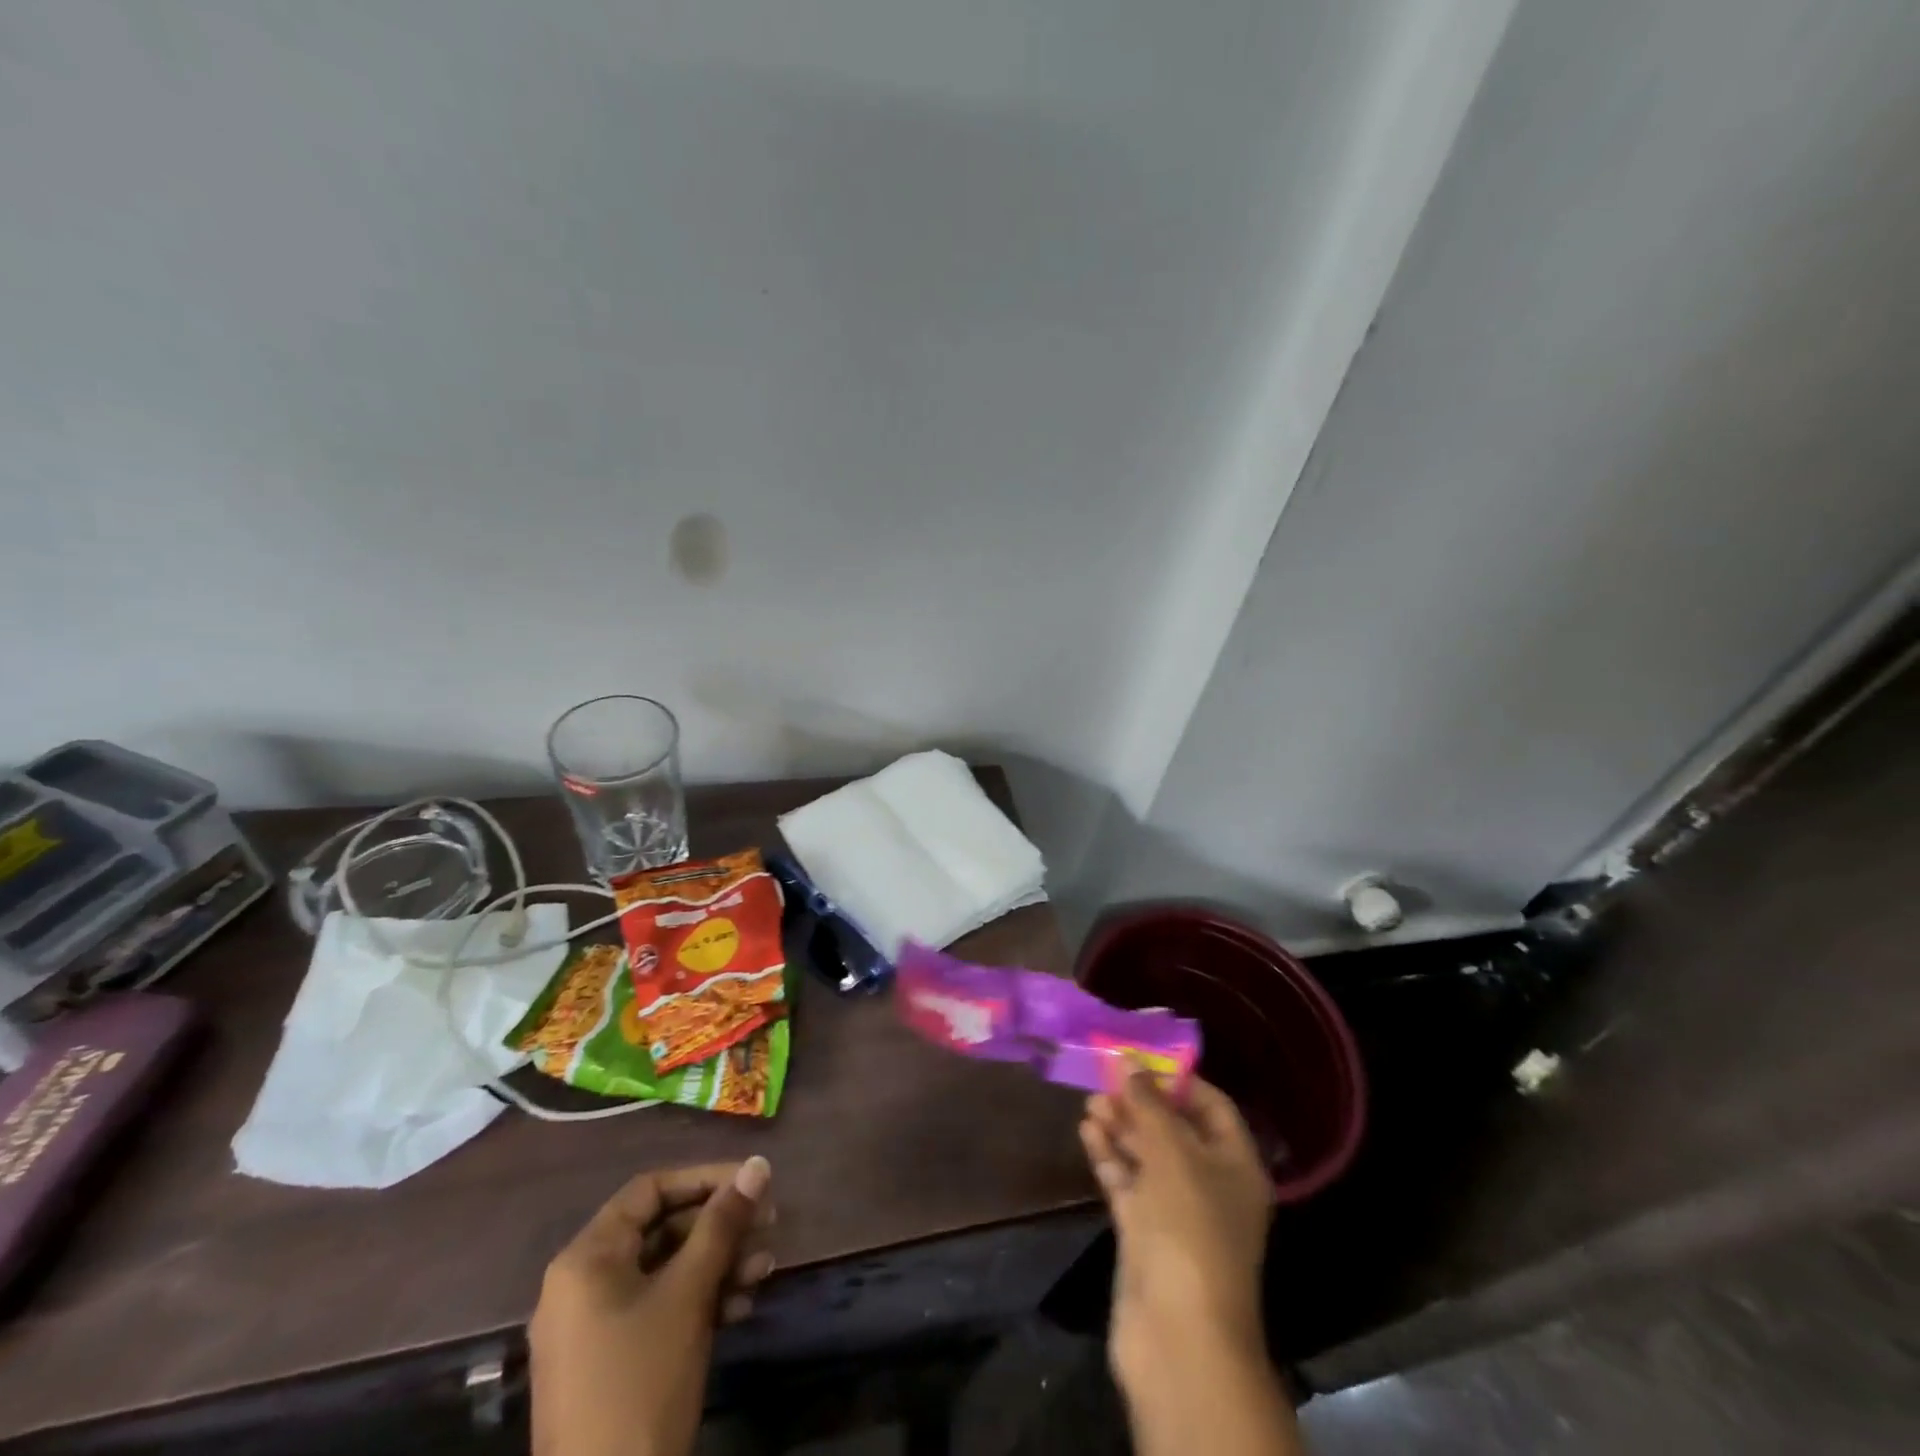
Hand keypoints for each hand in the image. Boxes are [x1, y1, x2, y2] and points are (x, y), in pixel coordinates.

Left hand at [529, 1158, 774, 1455]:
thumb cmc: (641, 1382)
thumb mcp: (688, 1294)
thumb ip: (723, 1223)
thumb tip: (758, 1164)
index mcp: (586, 1258)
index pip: (651, 1190)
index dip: (705, 1178)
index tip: (753, 1182)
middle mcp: (583, 1284)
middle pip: (662, 1229)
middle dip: (720, 1226)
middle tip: (770, 1223)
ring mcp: (595, 1328)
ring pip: (666, 1270)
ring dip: (719, 1263)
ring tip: (765, 1268)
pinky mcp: (611, 1363)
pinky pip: (659, 1308)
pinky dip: (700, 1300)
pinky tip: (742, 1306)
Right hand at [1080, 1077, 1273, 1385]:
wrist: (1178, 1335)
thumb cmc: (1189, 1228)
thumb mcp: (1172, 1153)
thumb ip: (1148, 1103)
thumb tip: (1130, 1062)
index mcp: (1236, 1165)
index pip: (1212, 1107)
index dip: (1179, 1080)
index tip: (1141, 1057)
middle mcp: (1211, 1185)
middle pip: (1175, 1130)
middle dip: (1141, 1103)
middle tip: (1105, 1078)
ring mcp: (1177, 1212)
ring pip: (1147, 1157)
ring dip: (1121, 1127)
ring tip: (1090, 1102)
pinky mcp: (1146, 1235)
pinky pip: (1128, 1183)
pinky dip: (1110, 1157)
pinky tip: (1088, 1132)